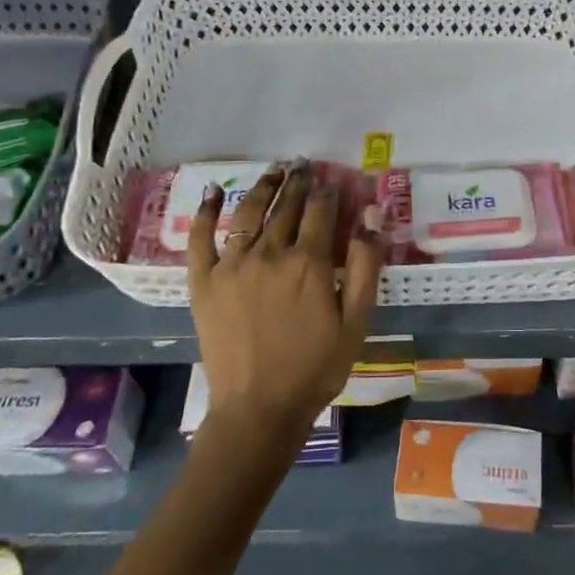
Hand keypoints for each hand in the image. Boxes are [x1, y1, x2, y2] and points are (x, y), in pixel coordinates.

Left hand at [187, 162, 383, 442]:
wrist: (258, 408)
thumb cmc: (316, 367)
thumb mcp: (356, 321)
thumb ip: (366, 265)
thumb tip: (373, 214)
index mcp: (309, 262)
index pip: (321, 211)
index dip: (329, 191)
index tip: (334, 179)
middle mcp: (269, 253)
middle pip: (286, 206)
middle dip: (299, 183)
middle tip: (304, 166)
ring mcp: (232, 265)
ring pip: (249, 212)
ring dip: (264, 187)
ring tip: (274, 171)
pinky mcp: (204, 281)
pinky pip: (201, 238)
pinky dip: (205, 212)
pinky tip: (212, 192)